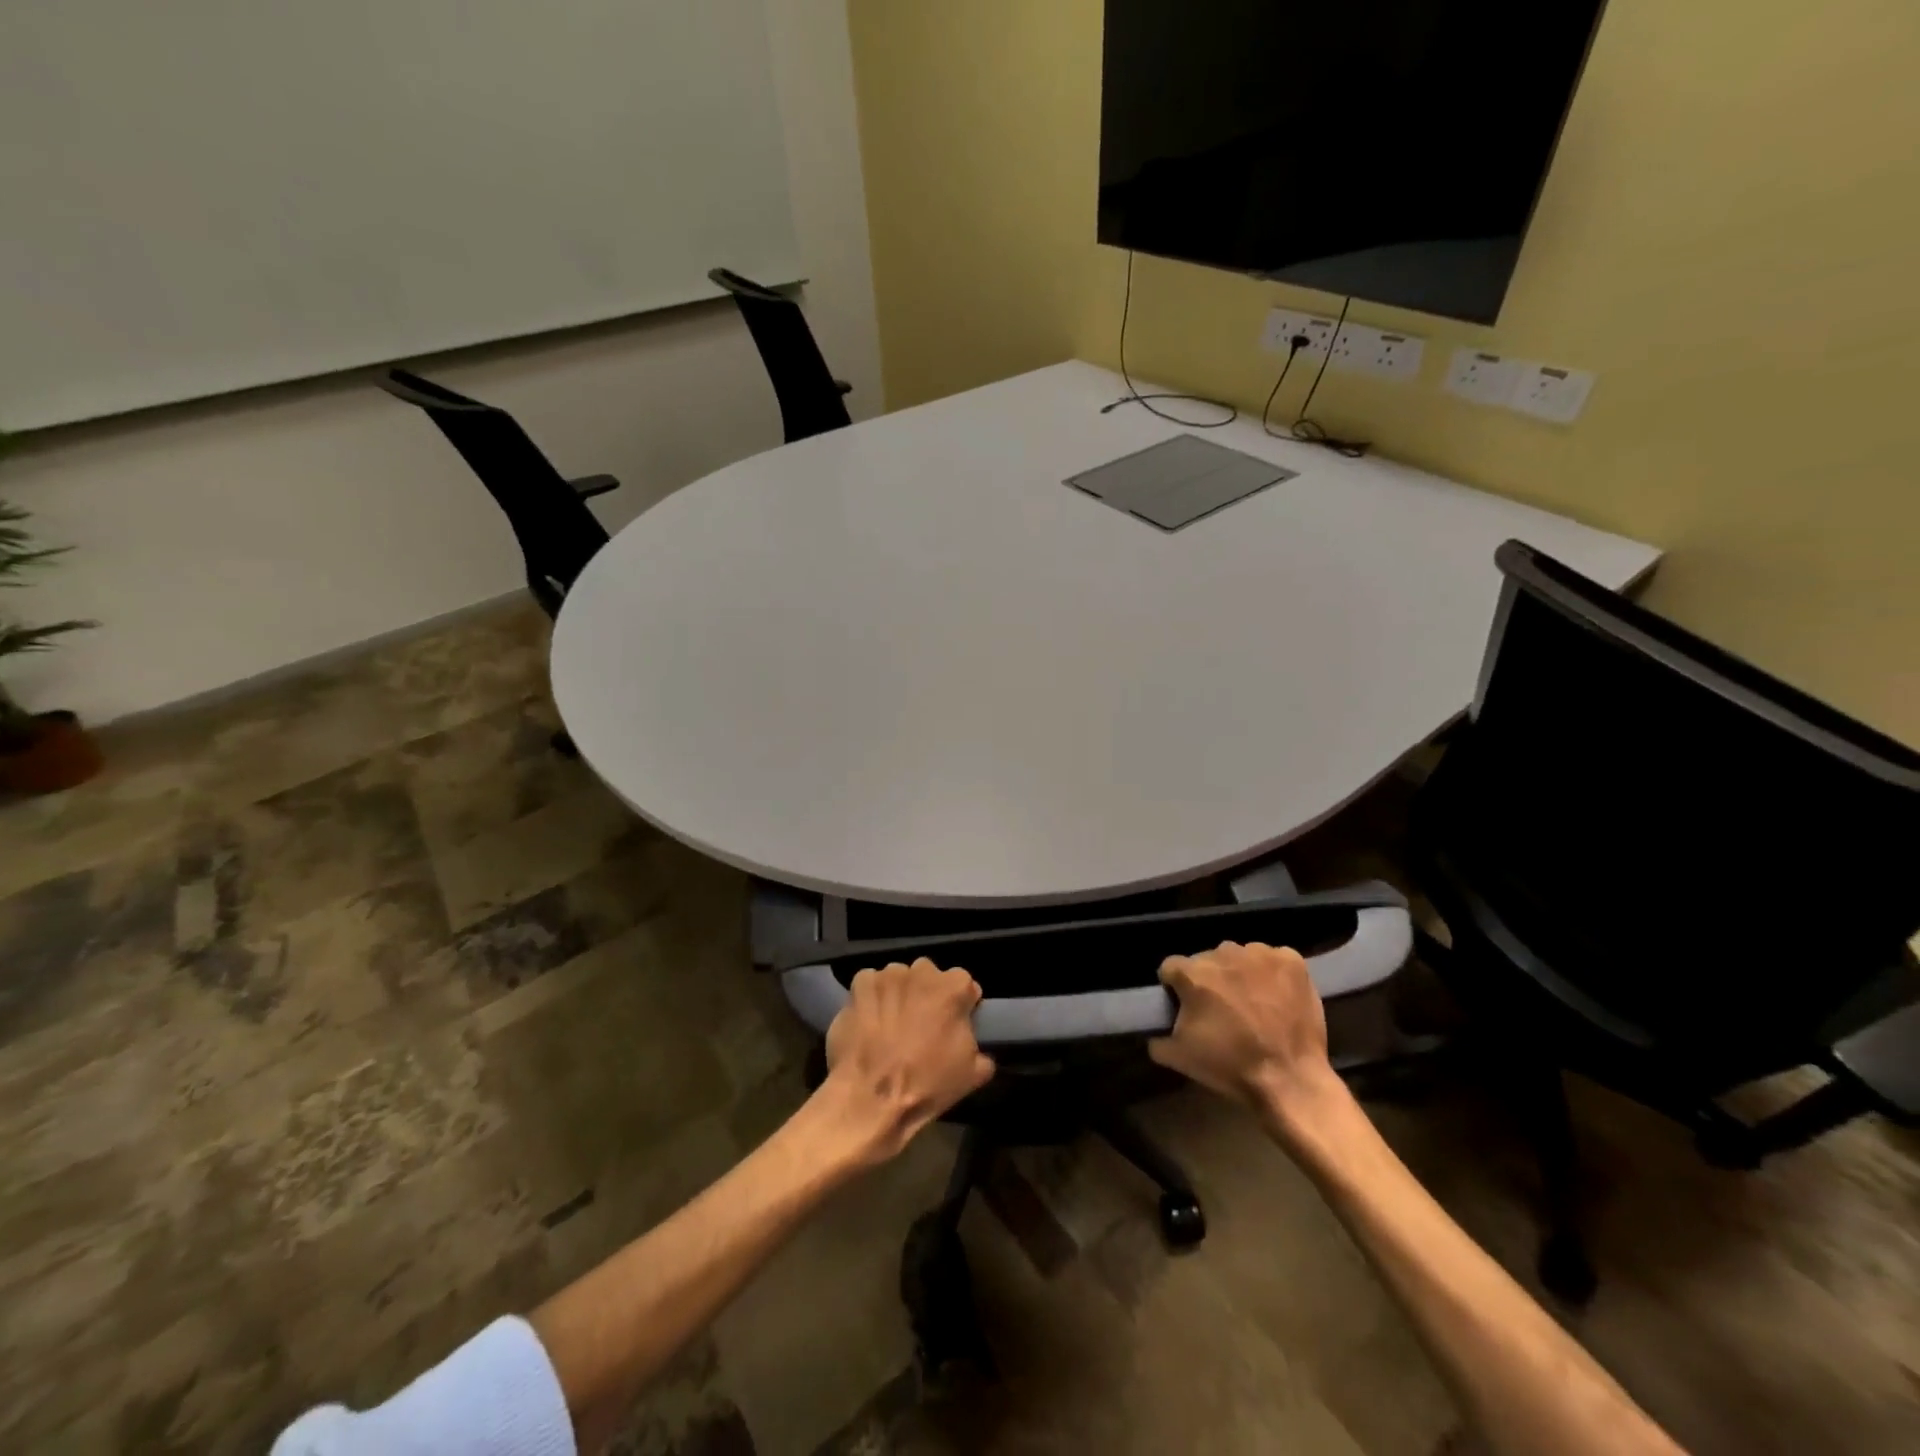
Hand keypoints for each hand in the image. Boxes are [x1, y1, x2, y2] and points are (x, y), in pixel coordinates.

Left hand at [819, 959, 994, 1164]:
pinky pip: (870, 984)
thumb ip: (980, 1048)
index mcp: (954, 987)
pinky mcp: (860, 984)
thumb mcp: (973, 1074)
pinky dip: (870, 998)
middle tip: (921, 1025)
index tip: (952, 1025)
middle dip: (927, 995)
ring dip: (899, 995)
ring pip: (899, 979)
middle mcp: (923, 971)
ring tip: (891, 1025)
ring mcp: (889, 975)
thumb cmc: (927, 1084)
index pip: (964, 985)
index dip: (960, 1005)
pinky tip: (868, 1021)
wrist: (871, 1099)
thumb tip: (975, 1045)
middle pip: (929, 977)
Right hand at [1149, 941, 1344, 1133]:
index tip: (1186, 1005)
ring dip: (1240, 973)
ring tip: (1253, 1002)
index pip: (1172, 968)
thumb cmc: (1230, 1067)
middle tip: (1222, 1008)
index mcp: (1192, 974)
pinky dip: (1272, 973)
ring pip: (1240, 956)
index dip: (1176, 987)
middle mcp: (1222, 954)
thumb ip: (1158, 1038)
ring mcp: (1259, 954)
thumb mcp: (1180, 1058)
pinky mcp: (1290, 960)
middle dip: (1210, 979)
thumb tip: (1154, 1033)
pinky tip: (1277, 996)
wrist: (1290, 1080)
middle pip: (1207, 960)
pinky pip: (1273, 958)